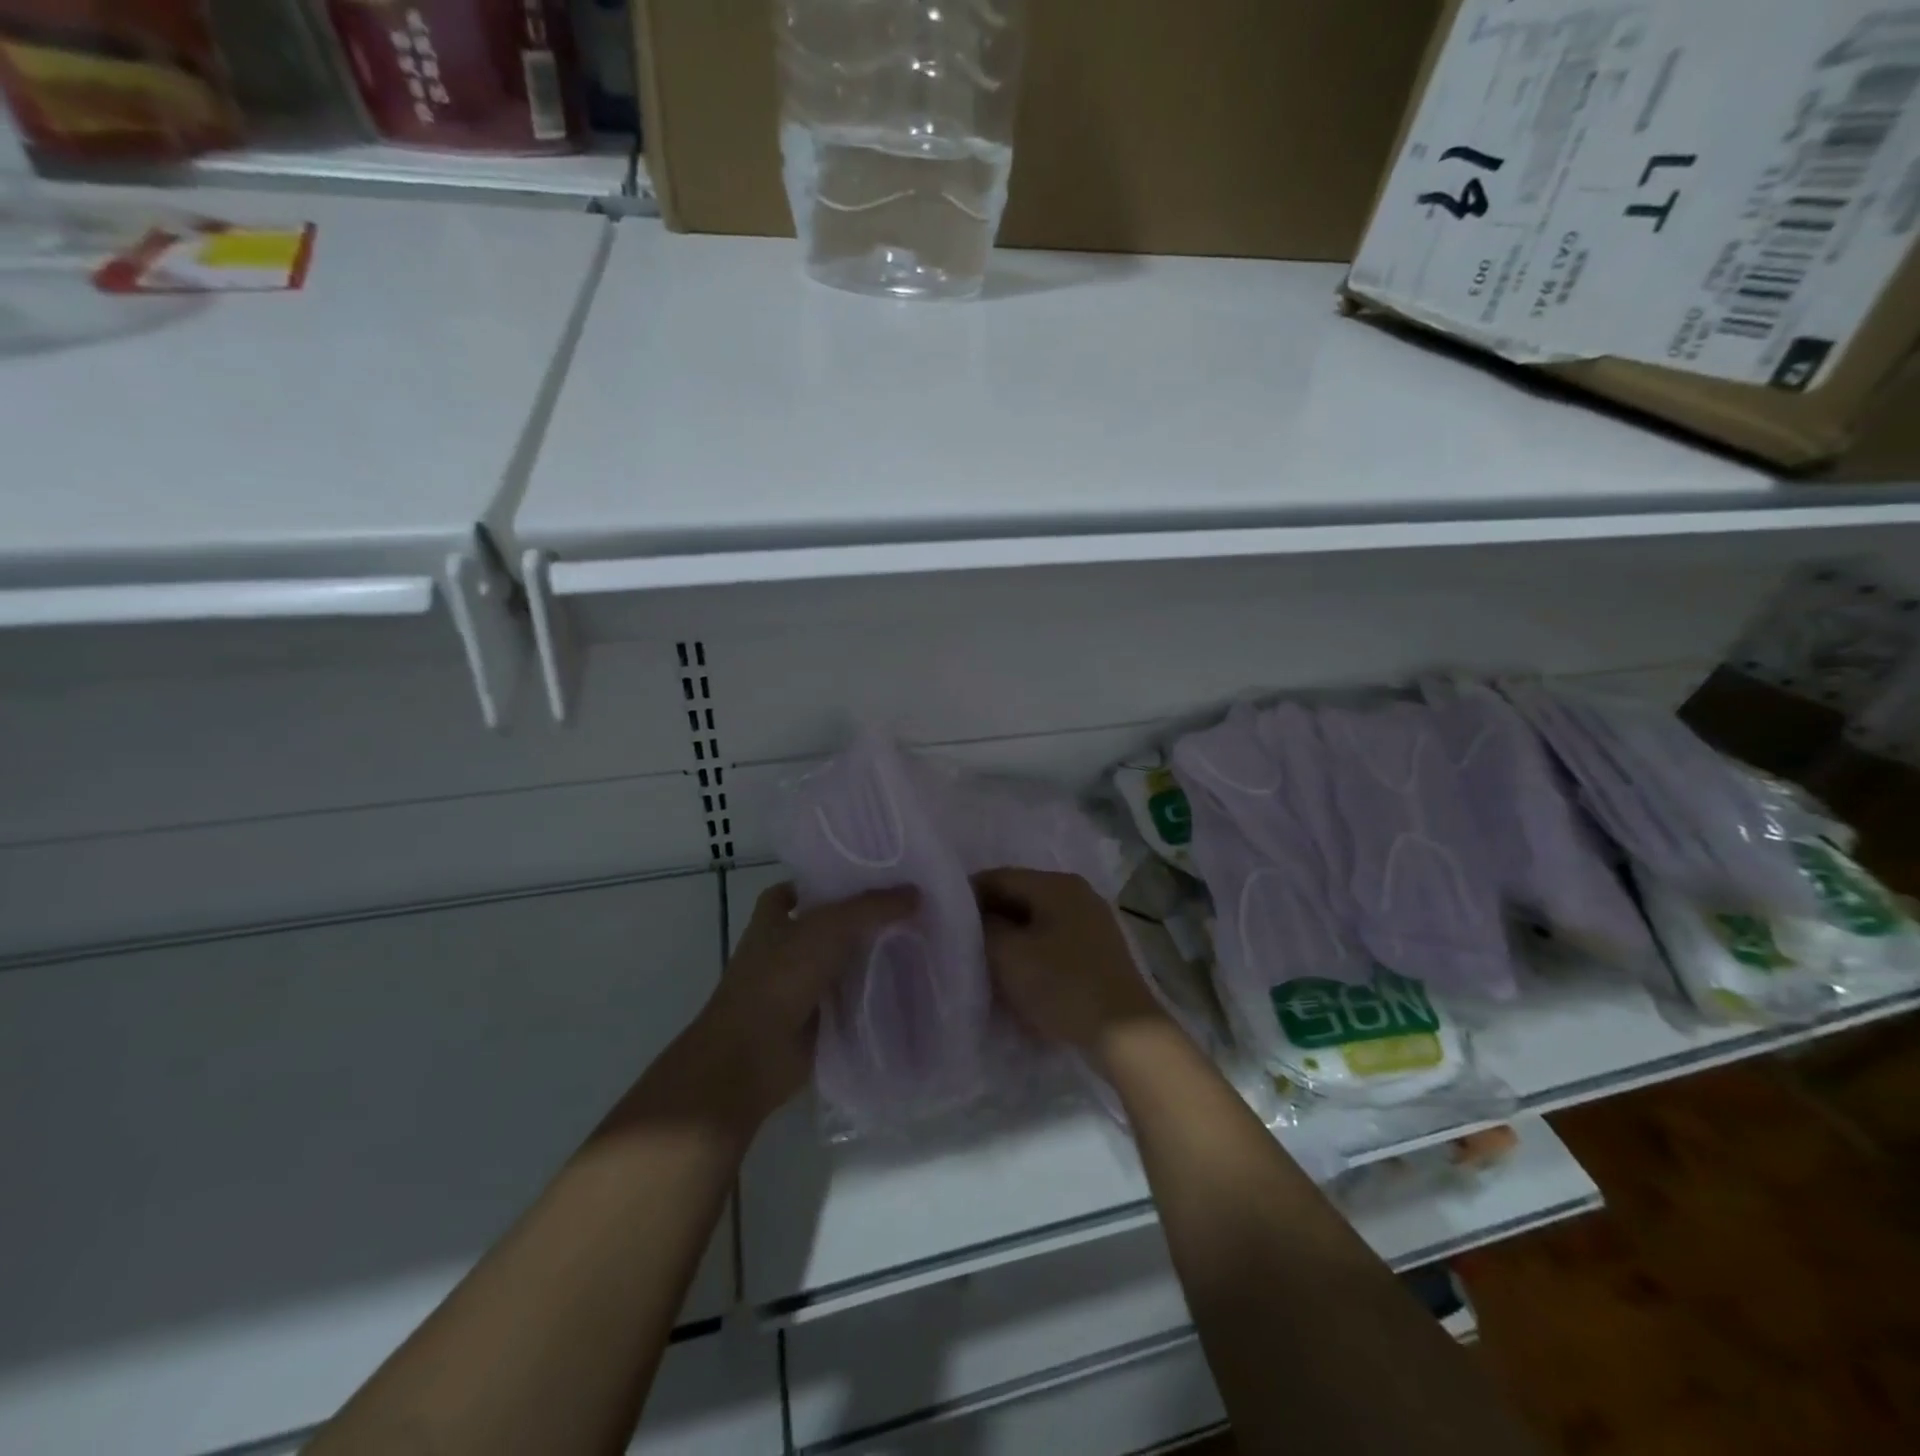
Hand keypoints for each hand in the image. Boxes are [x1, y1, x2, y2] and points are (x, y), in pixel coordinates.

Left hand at [682, 881, 918, 1130]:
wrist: (752, 1056)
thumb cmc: (780, 977)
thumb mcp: (830, 927)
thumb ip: (873, 907)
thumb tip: (917, 893)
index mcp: (774, 917)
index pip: (804, 887)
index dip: (833, 879)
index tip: (875, 874)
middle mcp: (787, 947)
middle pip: (833, 924)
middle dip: (867, 918)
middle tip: (914, 906)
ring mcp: (802, 985)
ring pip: (846, 962)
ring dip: (875, 957)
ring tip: (924, 940)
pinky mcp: (820, 1019)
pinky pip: (854, 999)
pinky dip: (876, 993)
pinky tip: (913, 983)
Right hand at [973, 868, 1165, 1058]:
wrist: (1125, 1033)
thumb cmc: (1062, 985)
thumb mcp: (1009, 955)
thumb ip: (983, 928)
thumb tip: (974, 918)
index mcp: (1056, 884)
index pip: (998, 877)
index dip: (966, 896)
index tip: (943, 921)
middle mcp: (1077, 894)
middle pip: (1019, 898)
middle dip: (989, 921)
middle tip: (961, 946)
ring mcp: (1092, 923)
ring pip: (1036, 923)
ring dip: (1010, 941)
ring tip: (986, 966)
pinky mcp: (1098, 953)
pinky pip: (1053, 944)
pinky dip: (1032, 956)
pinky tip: (1019, 980)